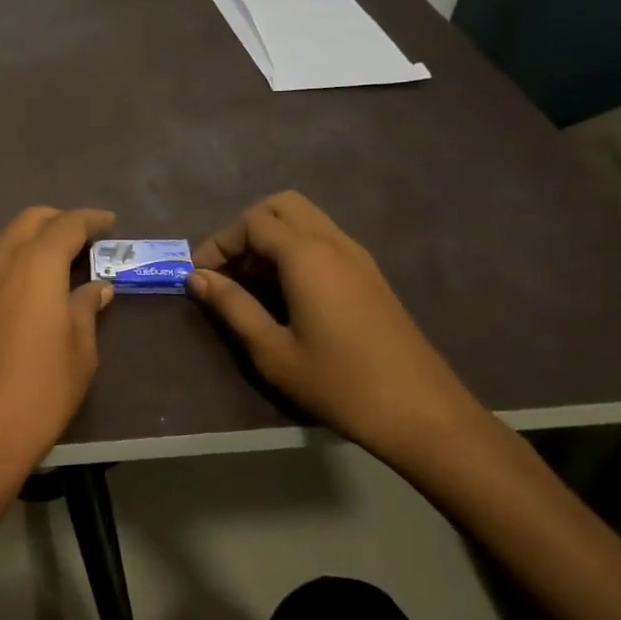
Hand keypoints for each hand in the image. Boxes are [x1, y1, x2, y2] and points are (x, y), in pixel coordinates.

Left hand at [0, 207, 116, 477]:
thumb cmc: (41, 389)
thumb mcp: (80, 350)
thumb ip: (87, 308)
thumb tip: (98, 286)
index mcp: (36, 264)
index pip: (66, 225)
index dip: (90, 220)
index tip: (110, 222)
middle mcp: (5, 262)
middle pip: (30, 221)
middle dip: (59, 219)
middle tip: (88, 235)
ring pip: (10, 238)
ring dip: (37, 236)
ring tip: (67, 255)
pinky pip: (0, 263)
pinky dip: (22, 257)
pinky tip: (41, 282)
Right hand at [188, 191, 480, 460]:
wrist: (423, 413)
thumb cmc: (340, 384)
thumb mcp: (273, 351)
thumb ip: (232, 307)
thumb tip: (197, 278)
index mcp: (307, 256)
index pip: (252, 222)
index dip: (220, 242)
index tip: (200, 275)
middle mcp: (334, 242)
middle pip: (281, 206)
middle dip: (246, 229)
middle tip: (228, 269)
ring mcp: (357, 256)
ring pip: (305, 219)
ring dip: (271, 237)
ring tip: (251, 282)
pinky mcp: (370, 274)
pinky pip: (323, 239)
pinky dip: (295, 248)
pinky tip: (285, 291)